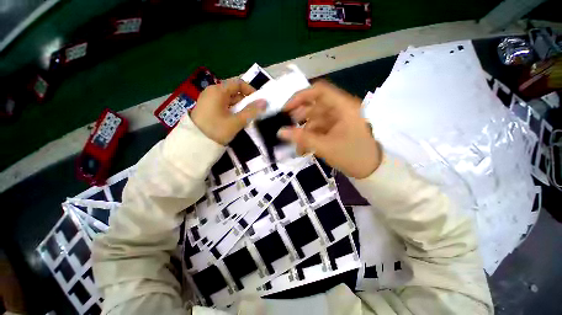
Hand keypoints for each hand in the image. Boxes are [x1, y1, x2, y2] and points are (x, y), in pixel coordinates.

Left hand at [190, 78, 265, 144]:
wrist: (194, 143)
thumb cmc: (216, 130)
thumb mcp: (236, 121)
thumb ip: (251, 111)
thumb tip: (264, 102)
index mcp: (218, 91)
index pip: (238, 83)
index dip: (250, 90)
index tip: (258, 102)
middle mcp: (212, 91)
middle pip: (234, 91)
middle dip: (245, 101)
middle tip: (253, 113)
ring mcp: (208, 99)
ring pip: (229, 99)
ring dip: (239, 107)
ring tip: (245, 118)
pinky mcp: (207, 108)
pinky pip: (223, 105)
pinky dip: (231, 110)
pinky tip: (235, 120)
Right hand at [279, 81, 380, 178]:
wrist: (370, 170)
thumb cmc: (351, 156)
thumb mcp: (325, 147)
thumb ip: (302, 138)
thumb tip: (280, 132)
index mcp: (343, 107)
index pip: (319, 91)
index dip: (300, 97)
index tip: (286, 109)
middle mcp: (341, 109)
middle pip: (315, 106)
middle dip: (300, 118)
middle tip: (287, 128)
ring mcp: (338, 119)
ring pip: (315, 119)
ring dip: (304, 132)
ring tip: (297, 147)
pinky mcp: (336, 128)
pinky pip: (319, 128)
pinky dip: (310, 137)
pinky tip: (304, 149)